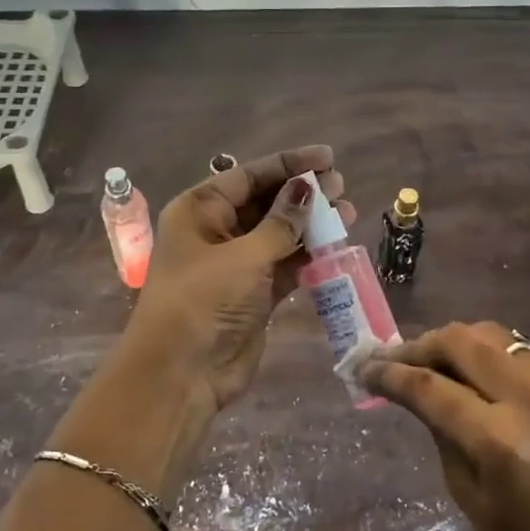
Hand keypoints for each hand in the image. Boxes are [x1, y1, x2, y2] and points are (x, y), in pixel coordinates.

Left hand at [127, 146, 355, 410]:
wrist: (182, 374)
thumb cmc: (204, 301)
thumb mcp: (244, 256)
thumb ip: (281, 222)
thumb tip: (308, 187)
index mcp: (200, 210)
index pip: (248, 175)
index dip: (288, 164)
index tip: (327, 157)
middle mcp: (216, 231)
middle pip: (265, 202)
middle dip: (302, 193)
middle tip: (341, 185)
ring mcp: (237, 264)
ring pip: (279, 233)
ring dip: (311, 224)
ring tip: (346, 211)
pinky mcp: (255, 294)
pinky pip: (285, 264)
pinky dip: (309, 255)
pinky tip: (336, 244)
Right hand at [358, 321, 529, 530]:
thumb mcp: (470, 496)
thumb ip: (441, 433)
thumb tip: (415, 392)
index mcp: (499, 441)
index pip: (430, 387)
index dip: (390, 374)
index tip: (364, 369)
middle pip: (460, 341)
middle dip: (419, 345)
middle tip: (395, 359)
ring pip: (492, 334)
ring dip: (453, 342)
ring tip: (432, 360)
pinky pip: (520, 352)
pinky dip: (488, 355)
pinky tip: (476, 374)